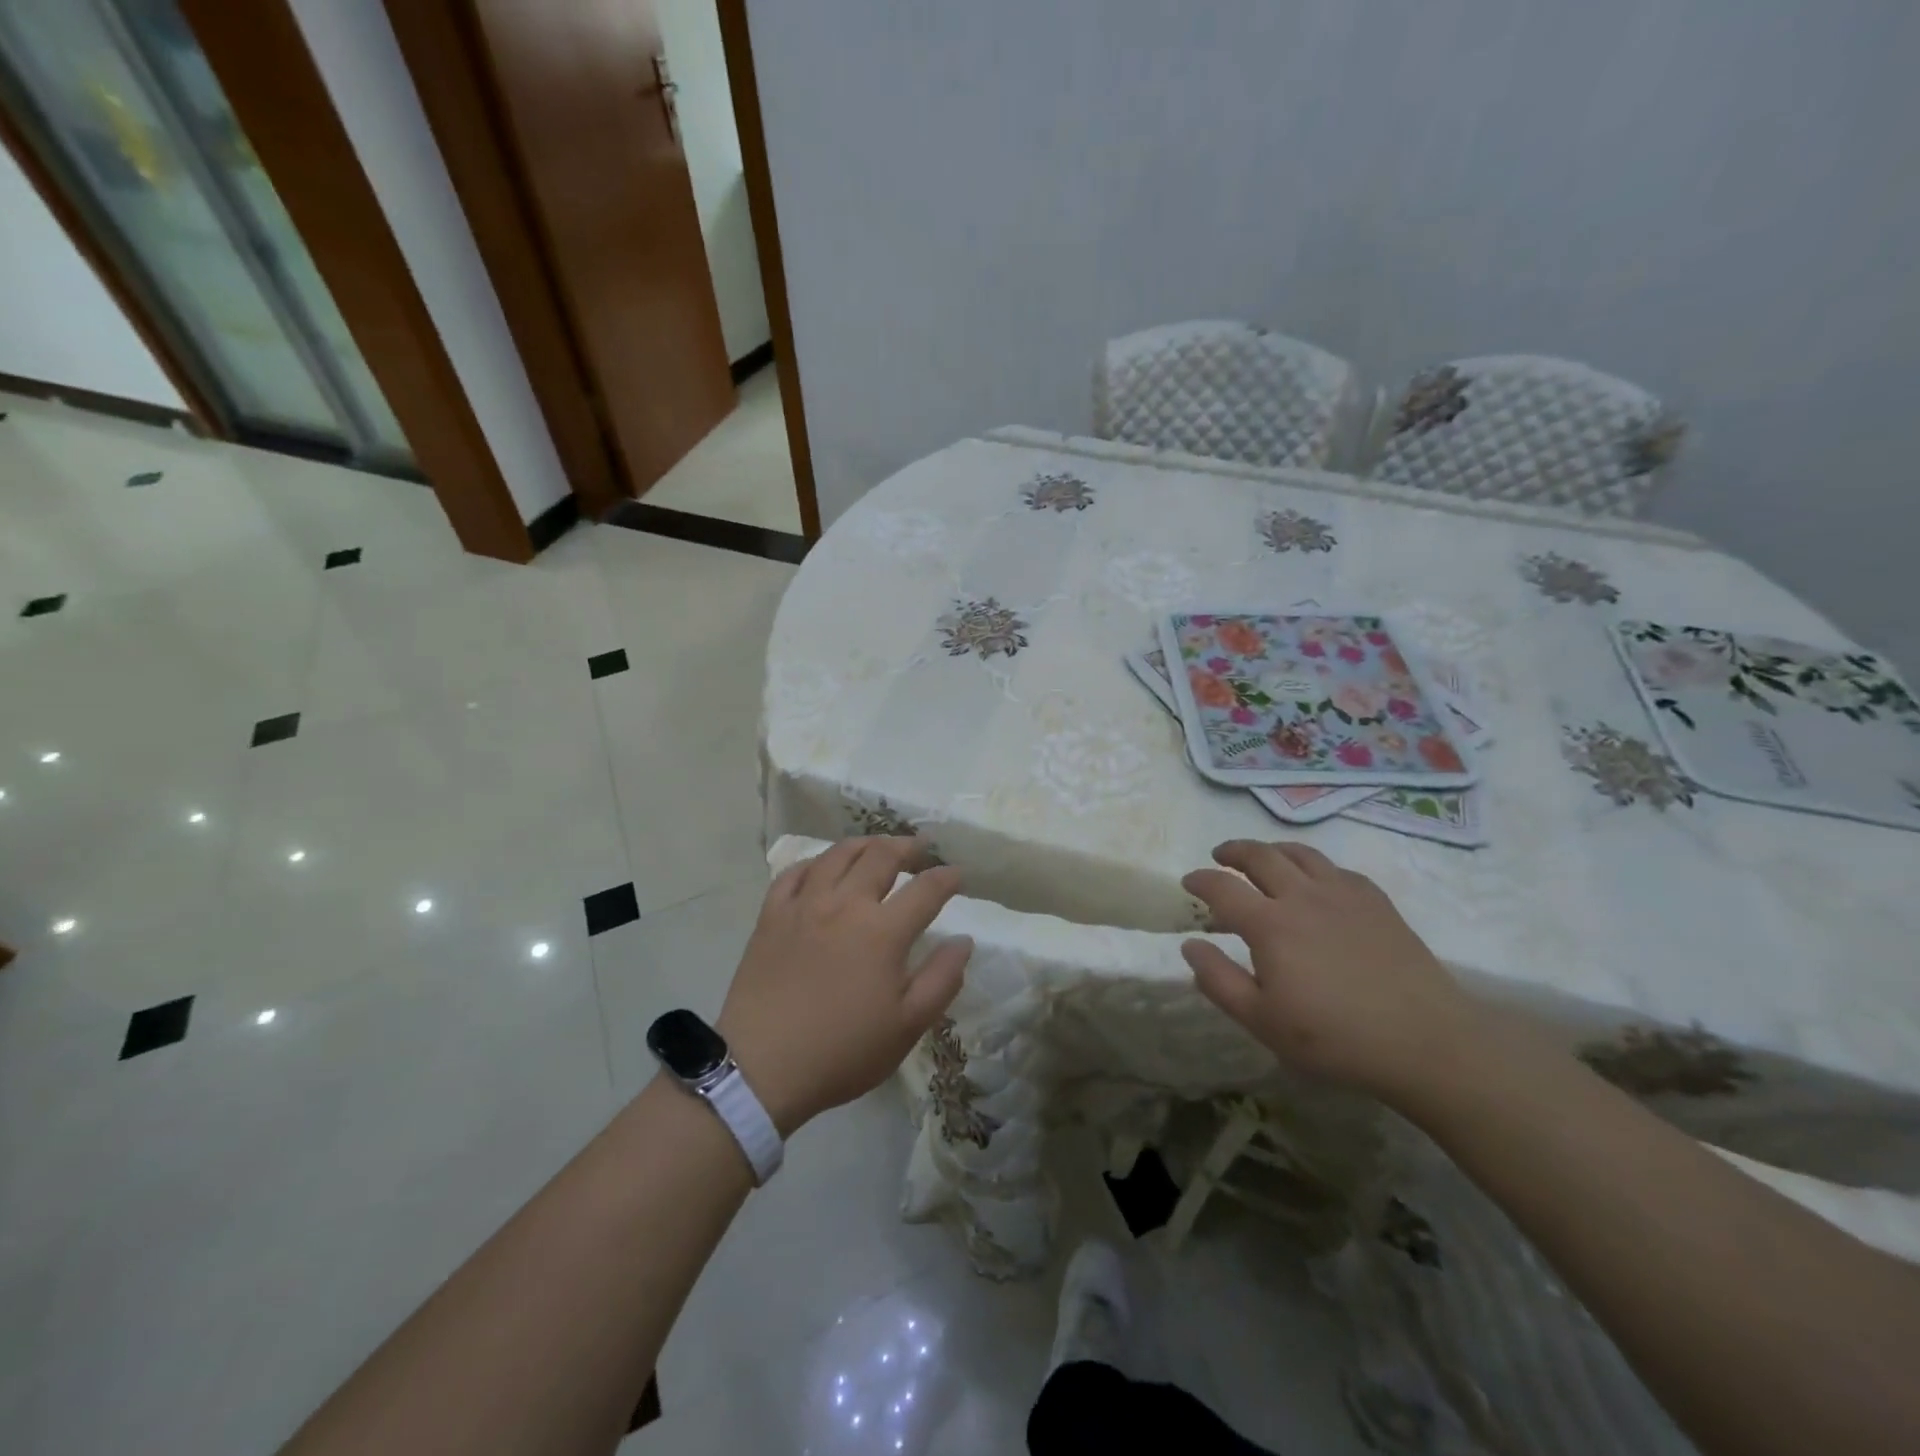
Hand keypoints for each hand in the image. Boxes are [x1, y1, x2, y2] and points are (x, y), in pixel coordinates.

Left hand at [717, 837, 971, 1135]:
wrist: (762, 1067)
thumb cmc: (843, 1051)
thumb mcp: (907, 1026)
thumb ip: (942, 979)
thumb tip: (963, 941)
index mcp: (883, 931)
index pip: (925, 889)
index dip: (946, 877)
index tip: (958, 874)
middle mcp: (845, 904)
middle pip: (881, 856)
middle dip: (908, 847)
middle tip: (920, 848)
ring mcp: (804, 905)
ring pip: (838, 854)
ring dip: (865, 844)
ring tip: (878, 846)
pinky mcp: (771, 915)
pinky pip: (794, 872)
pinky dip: (815, 862)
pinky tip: (823, 867)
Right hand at [1181, 840, 1483, 1103]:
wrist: (1426, 1042)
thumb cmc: (1335, 1038)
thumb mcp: (1262, 1021)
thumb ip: (1219, 981)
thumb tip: (1190, 945)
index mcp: (1270, 924)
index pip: (1222, 887)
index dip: (1200, 879)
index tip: (1188, 882)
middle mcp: (1302, 896)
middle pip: (1260, 855)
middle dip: (1233, 851)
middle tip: (1220, 856)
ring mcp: (1343, 894)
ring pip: (1300, 853)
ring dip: (1272, 850)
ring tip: (1263, 858)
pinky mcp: (1376, 902)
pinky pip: (1336, 868)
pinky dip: (1314, 866)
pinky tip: (1316, 882)